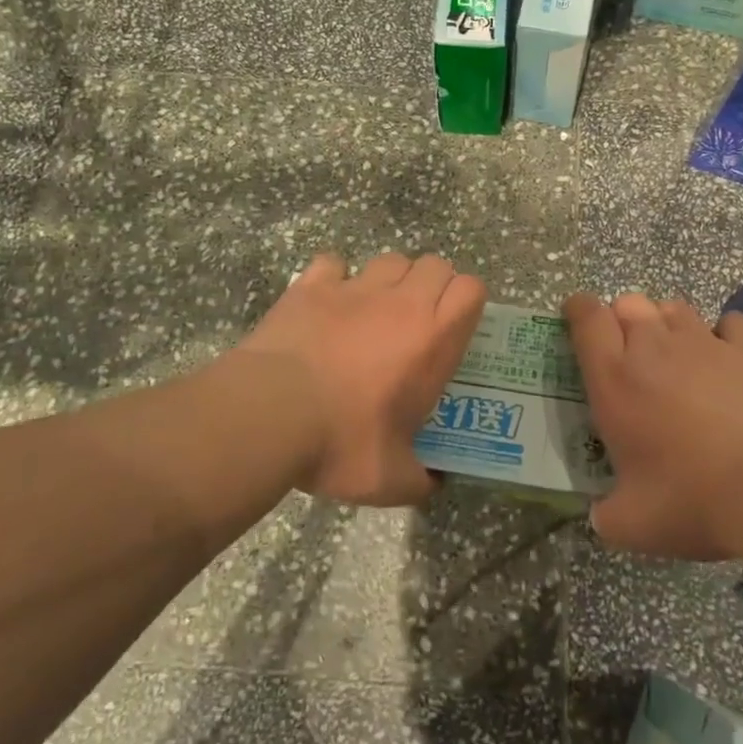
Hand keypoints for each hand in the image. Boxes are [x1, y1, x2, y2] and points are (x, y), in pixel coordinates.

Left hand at [237, 252, 486, 505]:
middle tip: (418, 320)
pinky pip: (333, 263)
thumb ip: (420, 478)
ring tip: (375, 310)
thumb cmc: (342, 443)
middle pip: (435, 264)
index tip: (455, 326)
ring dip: (391, 279)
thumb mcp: (391, 479)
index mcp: (433, 339)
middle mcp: (401, 303)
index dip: (468, 301)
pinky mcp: (312, 285)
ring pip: (390, 259)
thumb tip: (433, 484)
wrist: (271, 415)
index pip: (471, 288)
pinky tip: (327, 302)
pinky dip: (334, 277)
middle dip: (433, 285)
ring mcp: (355, 288)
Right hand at [564, 292, 742, 559]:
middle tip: (627, 351)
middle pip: (629, 303)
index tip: (576, 317)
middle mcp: (653, 347)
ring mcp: (704, 342)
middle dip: (622, 318)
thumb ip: (608, 516)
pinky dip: (723, 333)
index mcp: (615, 379)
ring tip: (673, 352)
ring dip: (666, 322)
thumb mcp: (633, 524)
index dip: (578, 309)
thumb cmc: (691, 498)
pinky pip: (730, 323)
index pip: (587, 319)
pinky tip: (726, 356)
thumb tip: (602, 517)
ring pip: (674, 307)